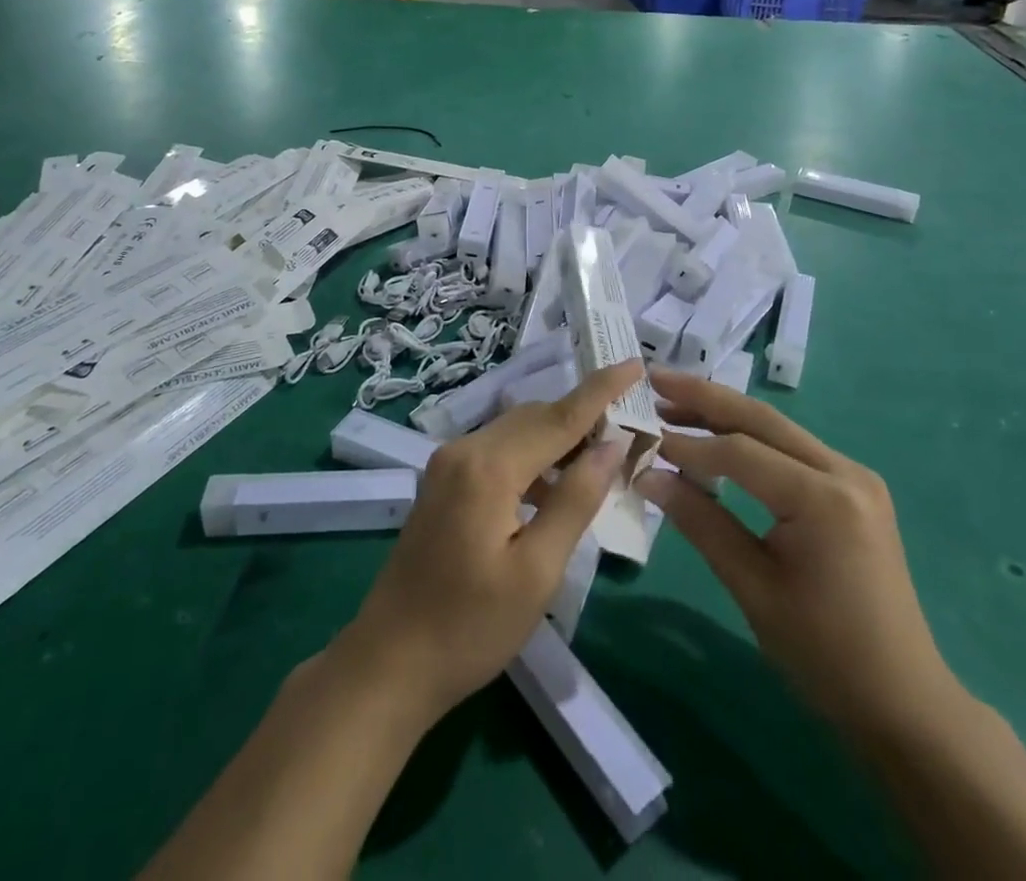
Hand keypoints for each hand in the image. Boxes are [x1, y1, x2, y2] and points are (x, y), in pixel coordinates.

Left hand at [337, 362, 636, 720]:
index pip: (559, 416)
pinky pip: (498, 450)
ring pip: (516, 431)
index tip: (635, 363)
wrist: (390, 662)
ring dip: (558, 437)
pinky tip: (554, 489)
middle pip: (536, 417)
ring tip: (601, 460)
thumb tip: (612, 445)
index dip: (601, 390)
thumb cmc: (471, 627)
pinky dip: (532, 457)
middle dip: (583, 416)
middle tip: (630, 428)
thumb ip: (575, 500)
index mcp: (489, 466)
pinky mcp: (443, 480)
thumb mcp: (537, 571)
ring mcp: (448, 462)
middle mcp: (465, 448)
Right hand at [637, 369, 961, 742]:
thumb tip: (647, 475)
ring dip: (725, 413)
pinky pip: (792, 449)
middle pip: (761, 418)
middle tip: (654, 378)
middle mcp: (844, 472)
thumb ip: (701, 522)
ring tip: (674, 400)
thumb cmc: (825, 655)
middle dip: (704, 396)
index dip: (687, 445)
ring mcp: (854, 476)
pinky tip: (718, 435)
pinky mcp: (853, 488)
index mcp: (824, 500)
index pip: (740, 453)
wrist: (904, 702)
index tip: (643, 439)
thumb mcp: (753, 588)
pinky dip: (750, 437)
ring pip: (777, 428)